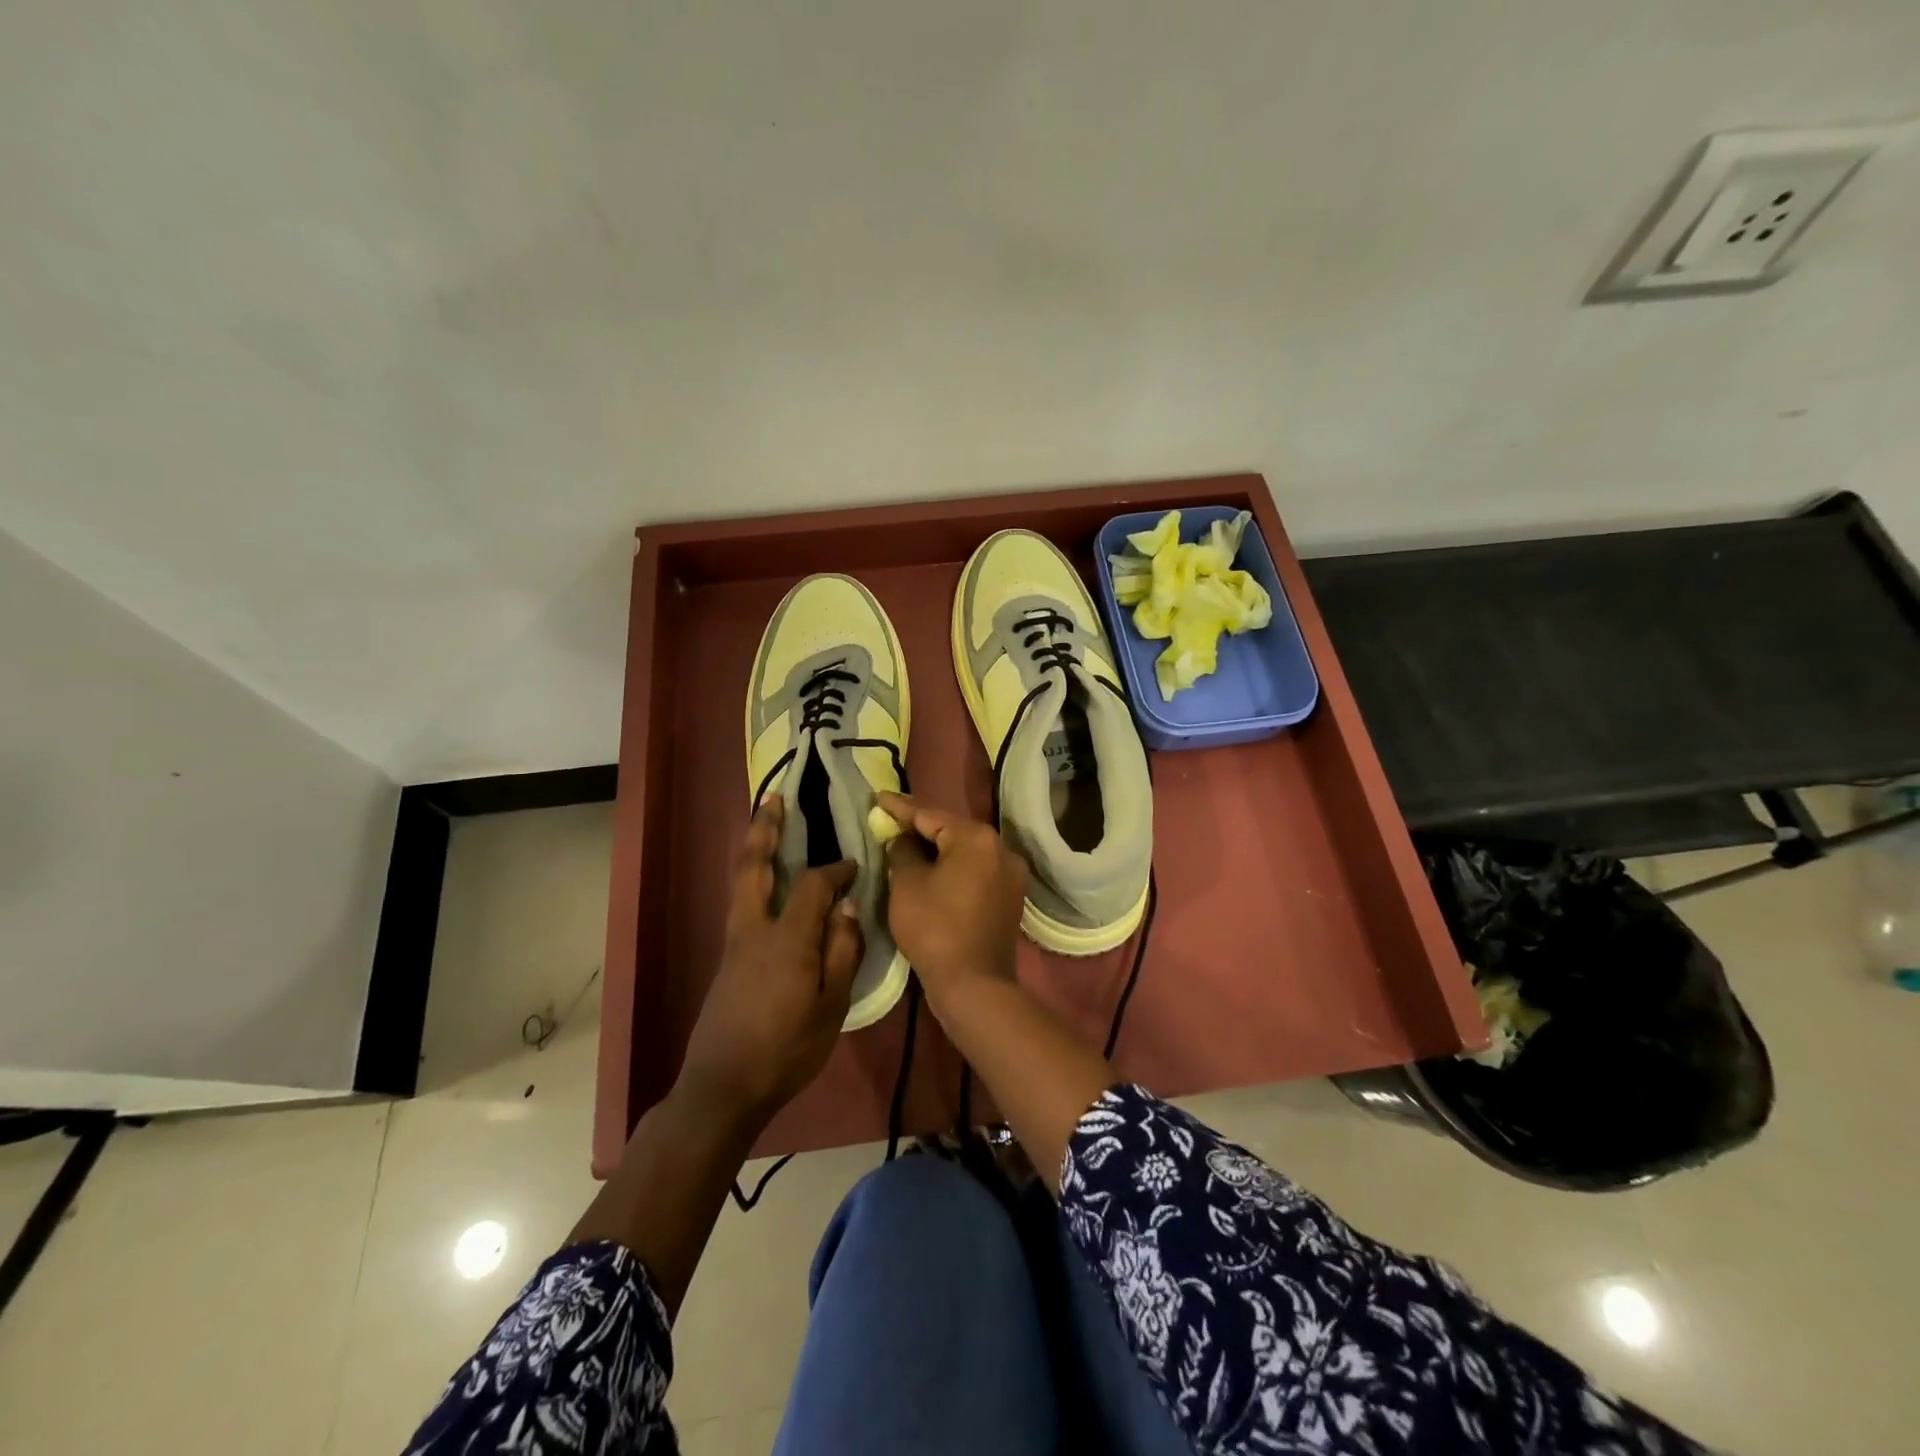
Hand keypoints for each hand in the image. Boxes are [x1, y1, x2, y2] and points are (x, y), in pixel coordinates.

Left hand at [677, 797, 861, 1129]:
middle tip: (775, 799)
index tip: (855, 865)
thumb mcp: (831, 1006)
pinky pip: (742, 903)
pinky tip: (767, 883)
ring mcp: (735, 943)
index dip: (836, 870)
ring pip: (741, 882)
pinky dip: (753, 878)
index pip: (813, 886)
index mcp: (786, 939)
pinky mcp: (727, 959)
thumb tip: (848, 907)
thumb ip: (843, 952)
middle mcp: (754, 929)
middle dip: (764, 829)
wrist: (723, 1088)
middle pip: (754, 866)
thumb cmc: (786, 1050)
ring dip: (754, 849)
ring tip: (767, 825)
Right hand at [877, 791, 1027, 1017]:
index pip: (930, 814)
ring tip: (907, 842)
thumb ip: (902, 852)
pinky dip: (954, 867)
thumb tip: (903, 839)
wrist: (974, 985)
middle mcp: (1001, 848)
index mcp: (976, 838)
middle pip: (952, 829)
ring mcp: (1010, 873)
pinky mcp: (1010, 896)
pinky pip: (976, 870)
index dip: (900, 807)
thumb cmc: (934, 928)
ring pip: (965, 851)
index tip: (879, 797)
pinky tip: (933, 869)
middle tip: (890, 820)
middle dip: (920, 826)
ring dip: (938, 847)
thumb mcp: (907, 885)